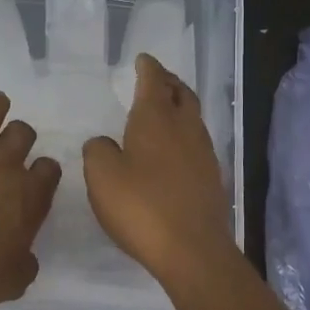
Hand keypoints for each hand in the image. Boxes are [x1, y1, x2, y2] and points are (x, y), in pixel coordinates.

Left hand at [0, 77, 61, 309]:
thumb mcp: (11, 282)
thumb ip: (25, 263)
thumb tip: (25, 256)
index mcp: (28, 195)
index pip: (49, 169)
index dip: (43, 173)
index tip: (34, 182)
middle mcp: (3, 163)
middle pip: (23, 132)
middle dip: (19, 138)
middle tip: (7, 152)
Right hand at [82, 54, 236, 286]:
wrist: (191, 250)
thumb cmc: (141, 206)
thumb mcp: (101, 175)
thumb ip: (98, 150)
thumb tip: (104, 143)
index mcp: (156, 119)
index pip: (154, 81)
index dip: (148, 67)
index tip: (143, 59)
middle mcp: (185, 128)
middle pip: (181, 93)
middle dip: (169, 82)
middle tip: (156, 78)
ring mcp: (203, 153)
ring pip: (193, 117)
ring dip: (179, 106)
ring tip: (165, 109)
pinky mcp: (211, 178)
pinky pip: (197, 142)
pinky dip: (184, 133)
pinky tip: (173, 148)